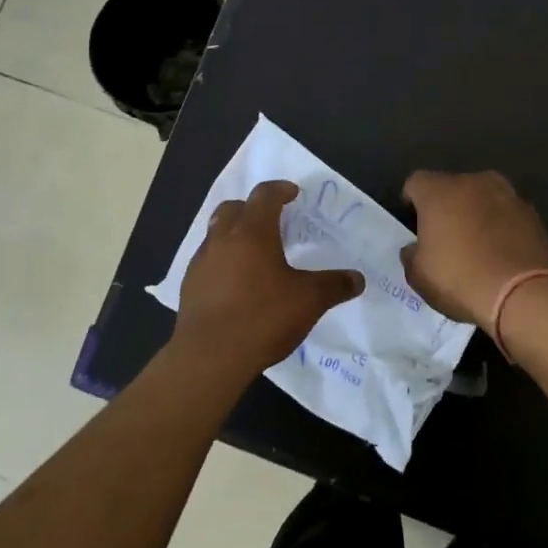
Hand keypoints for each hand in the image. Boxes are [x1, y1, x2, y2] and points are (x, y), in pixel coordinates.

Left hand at [172, 180, 363, 382]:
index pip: (265, 195)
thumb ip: (334, 285)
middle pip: (233, 208)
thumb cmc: (262, 317)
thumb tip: (357, 279)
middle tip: (271, 221)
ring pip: (217, 233)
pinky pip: (208, 260)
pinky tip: (237, 284)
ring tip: (255, 254)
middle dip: (252, 208)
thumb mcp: (309, 301)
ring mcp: (201, 262)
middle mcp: (223, 238)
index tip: (292, 193)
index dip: (280, 190)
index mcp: (252, 231)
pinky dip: (223, 261)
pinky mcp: (189, 286)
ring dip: (235, 234)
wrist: (208, 357)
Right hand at [401, 171, 547, 334]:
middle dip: (446, 206)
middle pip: (452, 187)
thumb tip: (415, 248)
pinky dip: (501, 226)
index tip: (414, 224)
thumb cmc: (460, 280)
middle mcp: (474, 182)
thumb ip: (411, 254)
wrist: (523, 295)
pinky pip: (507, 214)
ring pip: (482, 197)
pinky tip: (501, 253)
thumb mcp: (418, 276)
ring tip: (477, 245)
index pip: (416, 183)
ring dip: (476, 213)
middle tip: (445, 237)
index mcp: (439, 191)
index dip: (411, 202)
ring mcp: (508, 194)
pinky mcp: (532, 213)